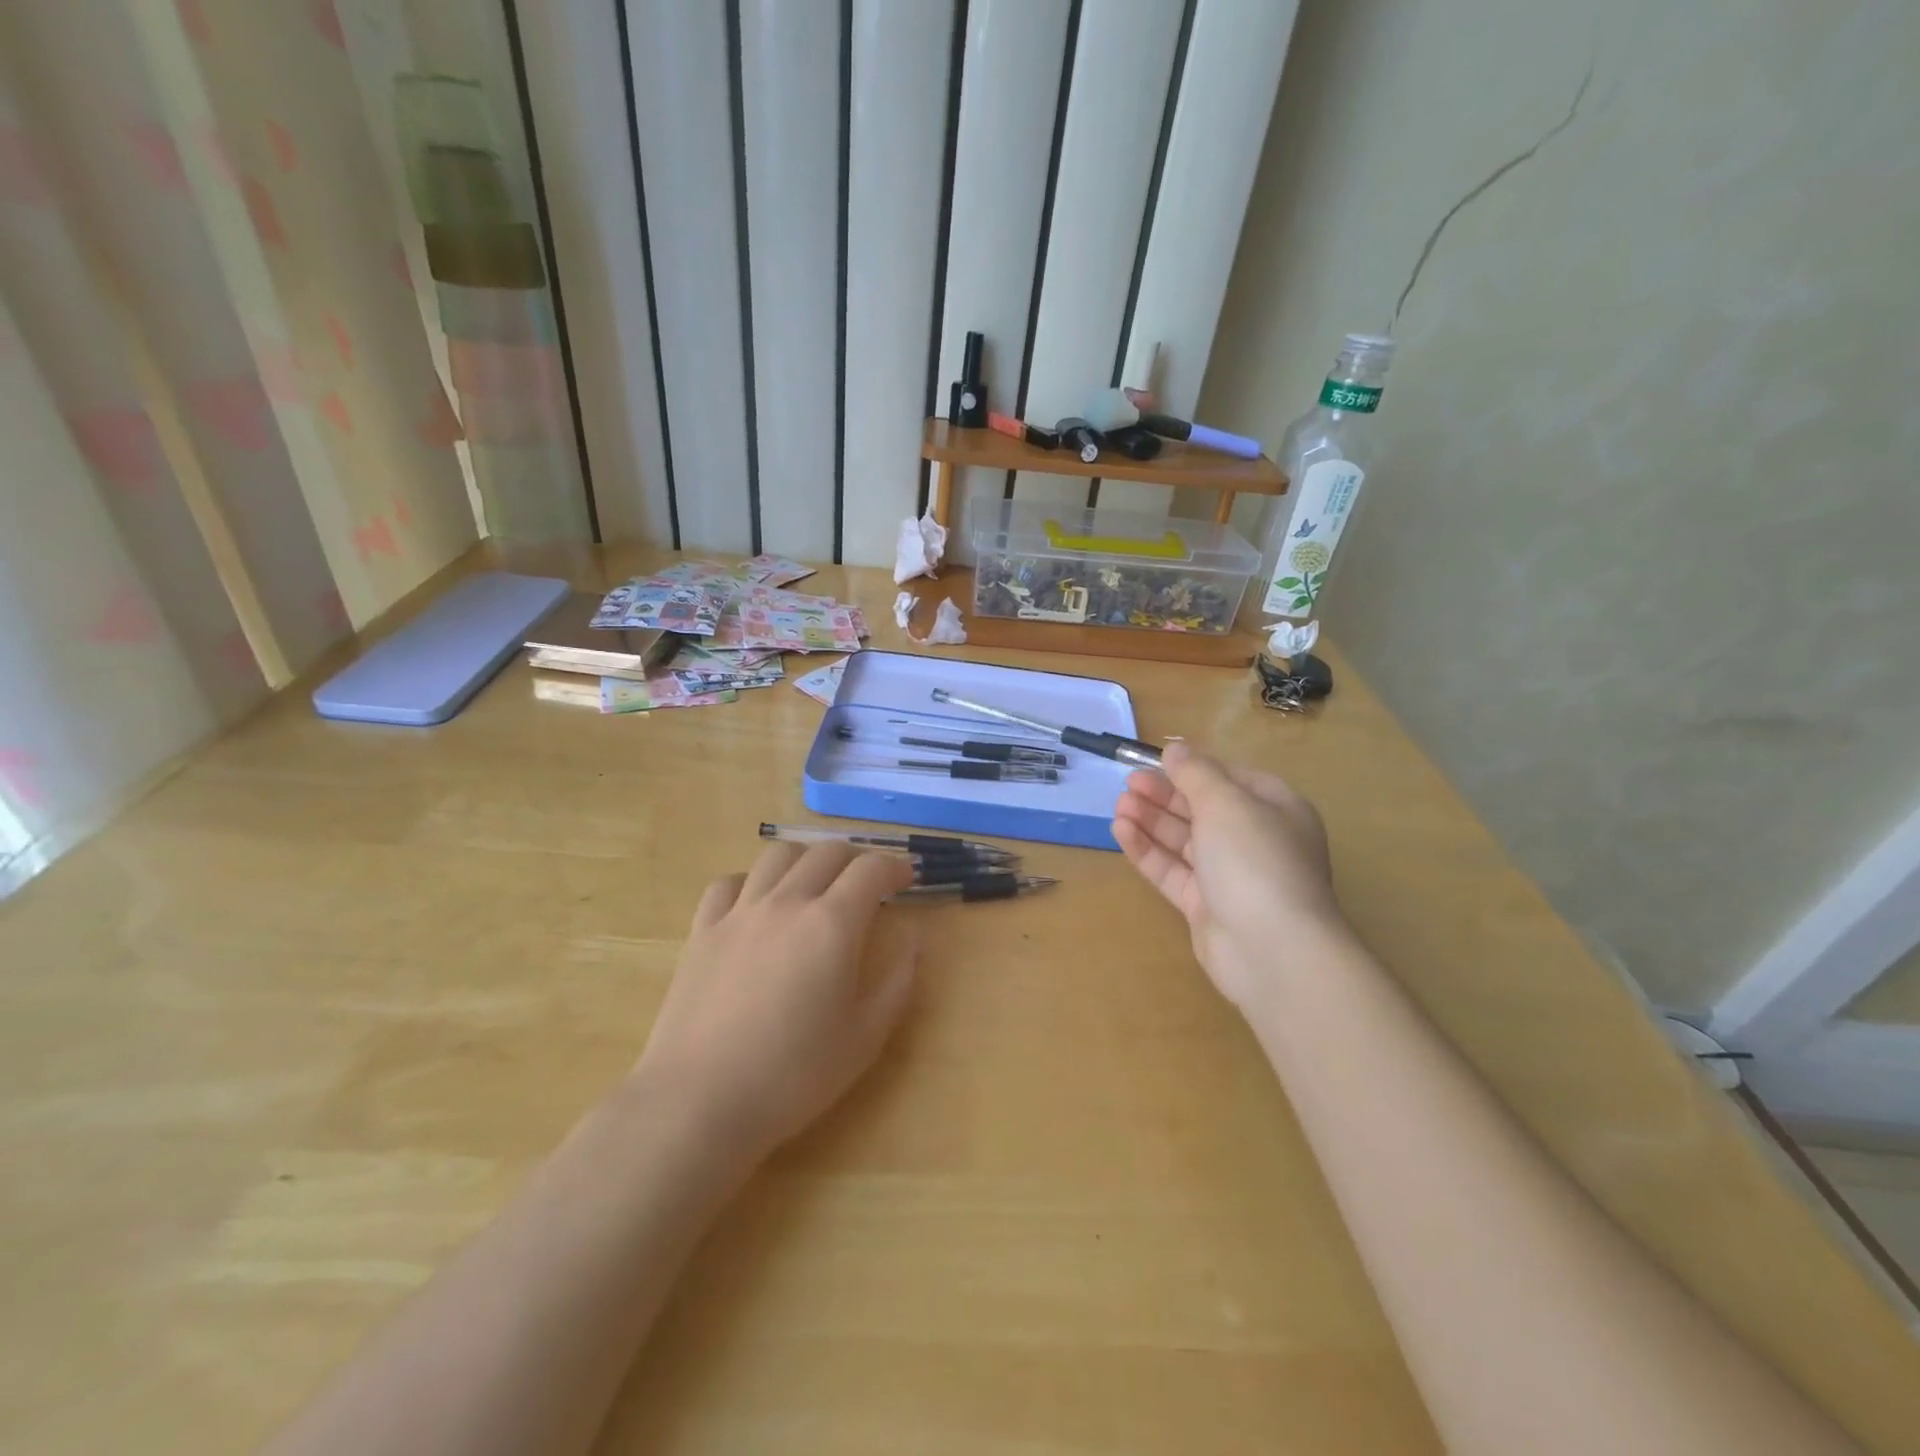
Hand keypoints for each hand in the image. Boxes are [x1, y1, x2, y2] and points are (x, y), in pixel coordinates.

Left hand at [633, 844, 918, 1161]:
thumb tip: (916, 939)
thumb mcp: (865, 1038)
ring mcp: (740, 912)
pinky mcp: (702, 930)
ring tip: (815, 882)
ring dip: (806, 858)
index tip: (907, 878)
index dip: (895, 866)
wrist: (698, 1102)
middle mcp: (787, 902)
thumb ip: (898, 982)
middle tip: (868, 882)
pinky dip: (752, 881)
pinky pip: (728, 883)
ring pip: (777, 856)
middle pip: (826, 852)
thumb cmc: (792, 1076)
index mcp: (832, 924)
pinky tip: (757, 903)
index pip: (871, 870)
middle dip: (856, 858)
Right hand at [1112, 742, 1347, 1006]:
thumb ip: (1195, 773)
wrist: (1272, 950)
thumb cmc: (1255, 860)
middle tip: (1128, 784)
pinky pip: (1172, 871)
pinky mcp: (1205, 906)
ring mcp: (1230, 877)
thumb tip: (1175, 749)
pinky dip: (1148, 850)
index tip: (1156, 761)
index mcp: (1275, 809)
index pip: (1230, 780)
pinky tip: (1122, 832)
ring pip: (1184, 841)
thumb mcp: (1225, 802)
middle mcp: (1255, 840)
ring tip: (1119, 806)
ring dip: (1151, 821)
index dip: (1193, 769)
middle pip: (1203, 809)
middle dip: (1165, 795)